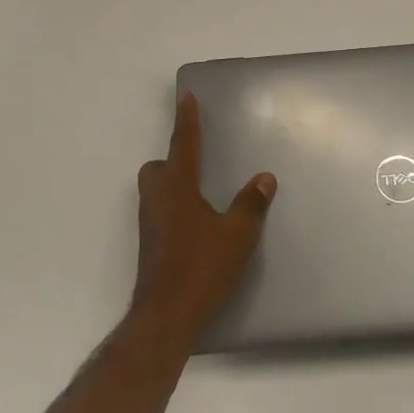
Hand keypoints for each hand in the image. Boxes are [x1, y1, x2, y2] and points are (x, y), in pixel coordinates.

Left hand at [133, 92, 276, 341]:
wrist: (166, 316)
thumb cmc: (202, 267)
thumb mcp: (237, 235)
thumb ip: (250, 204)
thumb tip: (264, 178)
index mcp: (176, 188)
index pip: (183, 144)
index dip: (186, 120)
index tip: (185, 96)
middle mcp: (157, 201)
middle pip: (157, 169)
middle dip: (172, 160)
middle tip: (197, 164)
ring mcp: (149, 226)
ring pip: (156, 193)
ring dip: (173, 186)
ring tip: (203, 195)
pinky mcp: (151, 248)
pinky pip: (161, 214)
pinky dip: (176, 210)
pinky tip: (198, 227)